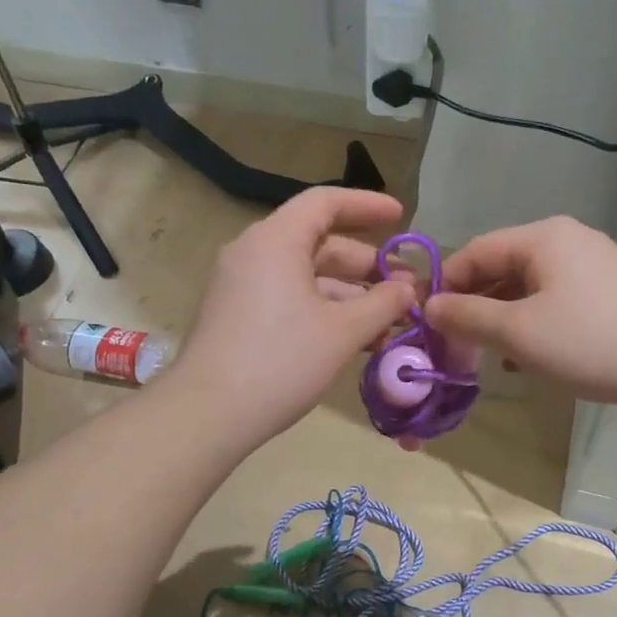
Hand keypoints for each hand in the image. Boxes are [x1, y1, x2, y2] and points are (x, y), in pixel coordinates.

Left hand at [169, 187, 416, 443]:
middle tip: (406, 288)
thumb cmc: (281, 361)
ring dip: (350, 296)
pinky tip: (356, 340)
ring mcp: (242, 286)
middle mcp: (254, 253)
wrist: (208, 413)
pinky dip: (324, 311)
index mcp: (276, 240)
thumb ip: (383, 304)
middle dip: (366, 265)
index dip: (367, 206)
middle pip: (319, 243)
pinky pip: (289, 298)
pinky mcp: (238, 316)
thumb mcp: (343, 331)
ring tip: (390, 324)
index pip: (326, 203)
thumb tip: (408, 289)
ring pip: (306, 277)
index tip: (401, 218)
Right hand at [424, 217, 616, 412]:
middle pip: (500, 268)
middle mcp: (565, 240)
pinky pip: (553, 300)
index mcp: (541, 238)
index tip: (427, 325)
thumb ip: (467, 317)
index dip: (445, 286)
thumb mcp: (518, 332)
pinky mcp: (608, 291)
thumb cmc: (590, 341)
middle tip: (456, 347)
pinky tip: (529, 358)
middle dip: (474, 307)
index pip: (474, 252)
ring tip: (490, 358)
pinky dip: (532, 324)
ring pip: (526, 288)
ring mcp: (591, 264)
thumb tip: (429, 307)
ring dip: (501, 320)